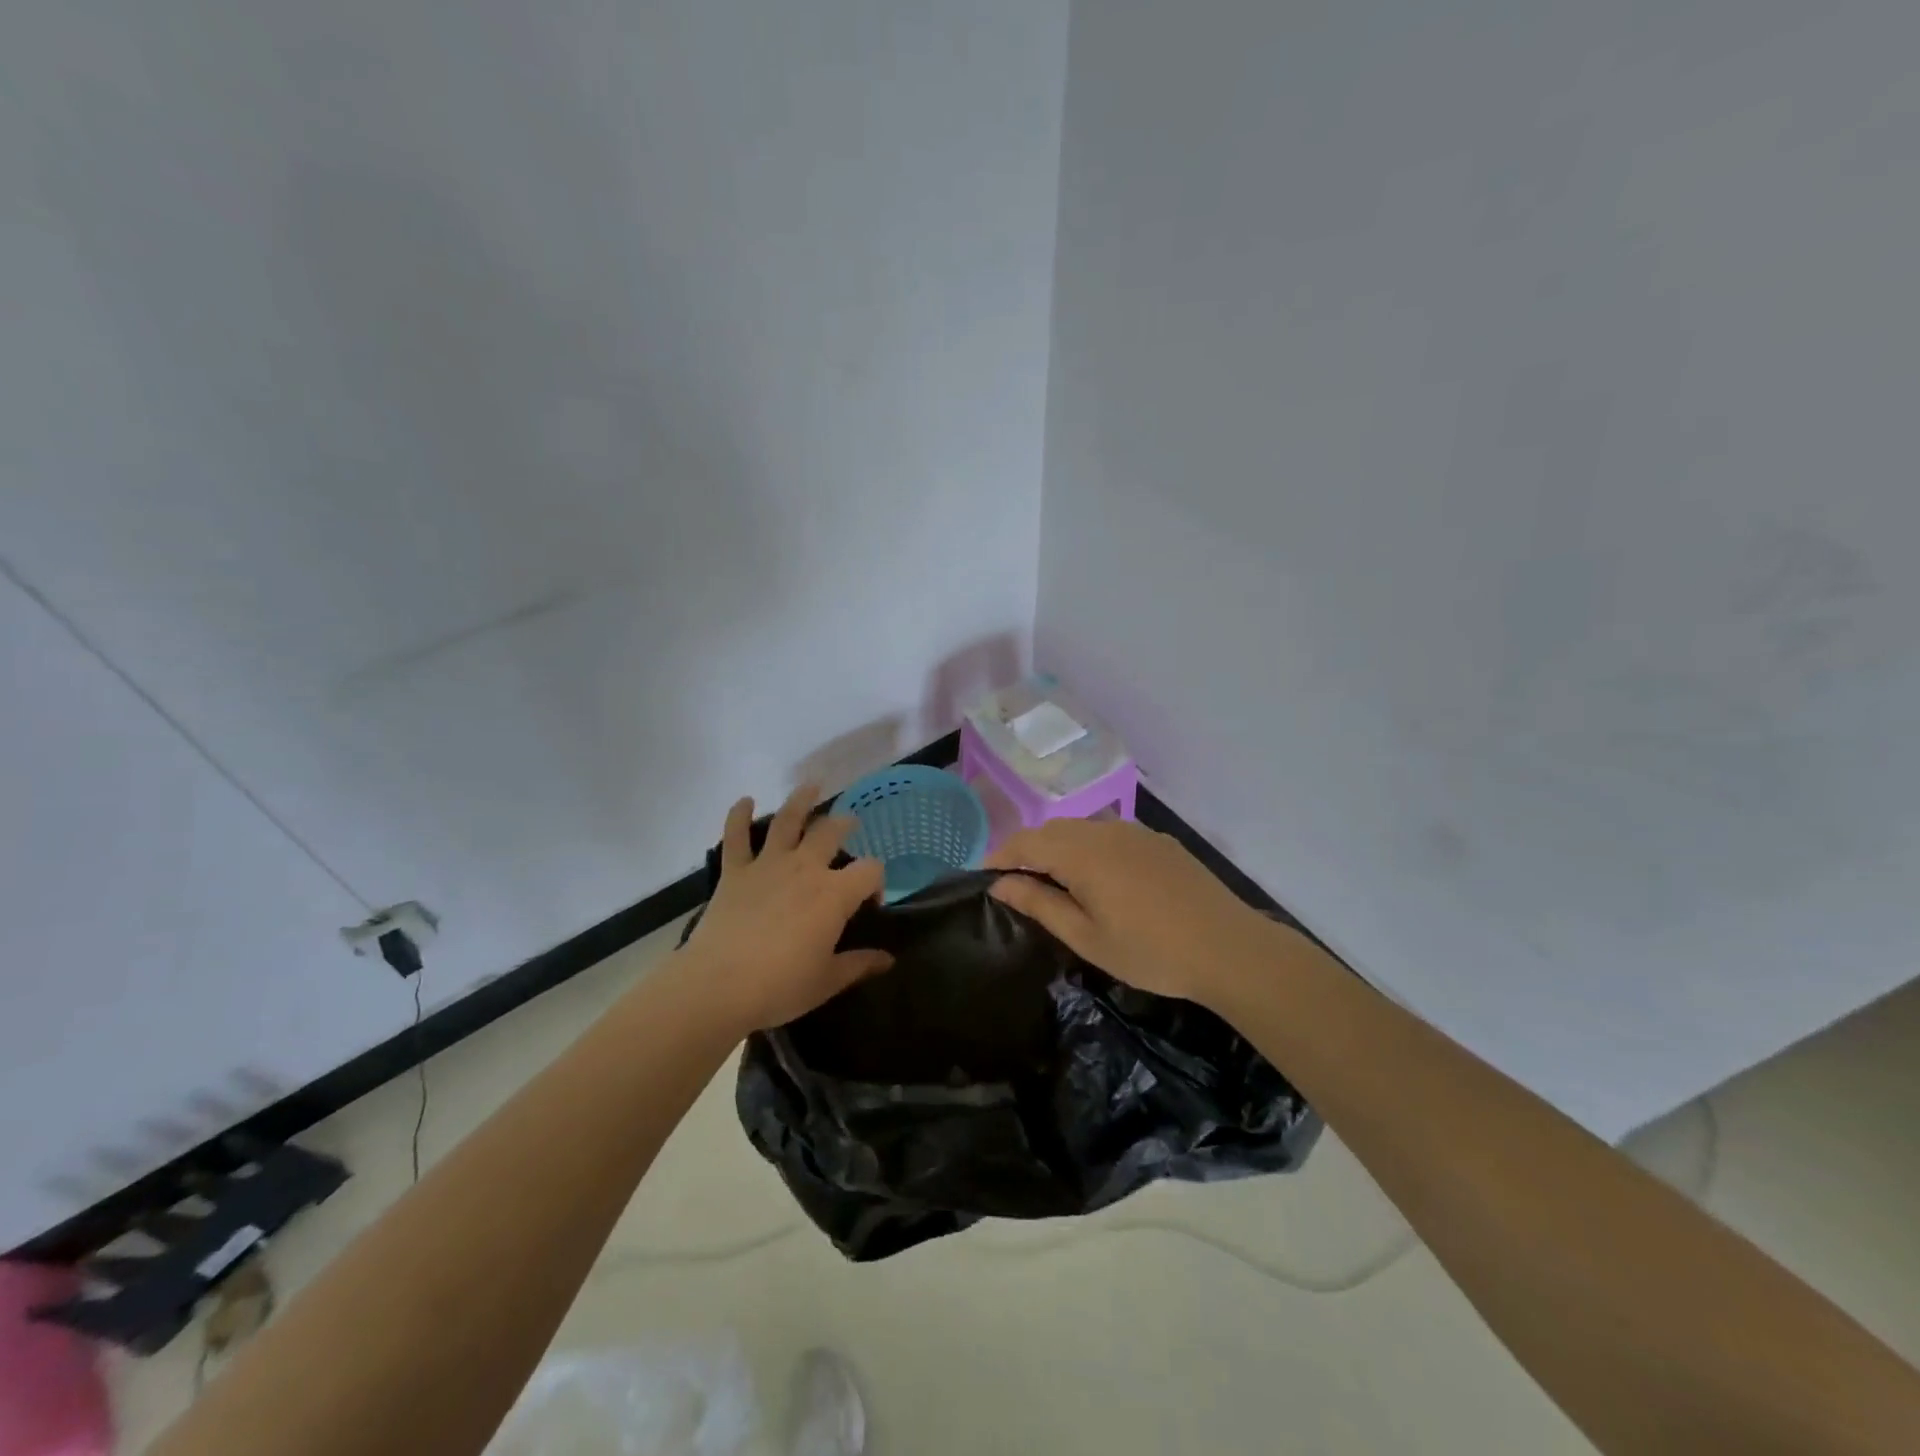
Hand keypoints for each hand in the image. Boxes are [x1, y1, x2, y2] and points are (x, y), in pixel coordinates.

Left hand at [680, 786, 891, 1033]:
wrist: (718, 985)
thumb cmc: (780, 986)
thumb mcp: (827, 981)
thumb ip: (859, 964)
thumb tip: (888, 959)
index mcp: (834, 894)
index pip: (870, 871)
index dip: (877, 882)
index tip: (871, 901)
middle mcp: (805, 868)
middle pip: (831, 832)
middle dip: (844, 824)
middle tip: (849, 823)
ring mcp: (768, 865)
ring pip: (787, 821)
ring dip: (801, 800)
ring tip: (812, 785)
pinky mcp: (735, 871)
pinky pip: (736, 836)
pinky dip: (739, 816)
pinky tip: (745, 801)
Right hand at [986, 818, 1279, 1007]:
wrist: (1229, 948)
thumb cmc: (1149, 951)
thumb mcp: (1086, 936)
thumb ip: (1039, 903)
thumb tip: (999, 883)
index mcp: (1081, 852)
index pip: (1025, 842)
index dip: (1000, 857)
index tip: (984, 877)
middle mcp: (1105, 830)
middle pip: (1052, 830)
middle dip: (1028, 851)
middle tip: (1016, 885)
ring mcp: (1135, 831)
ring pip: (1082, 829)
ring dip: (1059, 848)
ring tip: (1055, 882)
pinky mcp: (1158, 841)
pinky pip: (1110, 834)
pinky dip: (1089, 848)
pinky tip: (1100, 879)